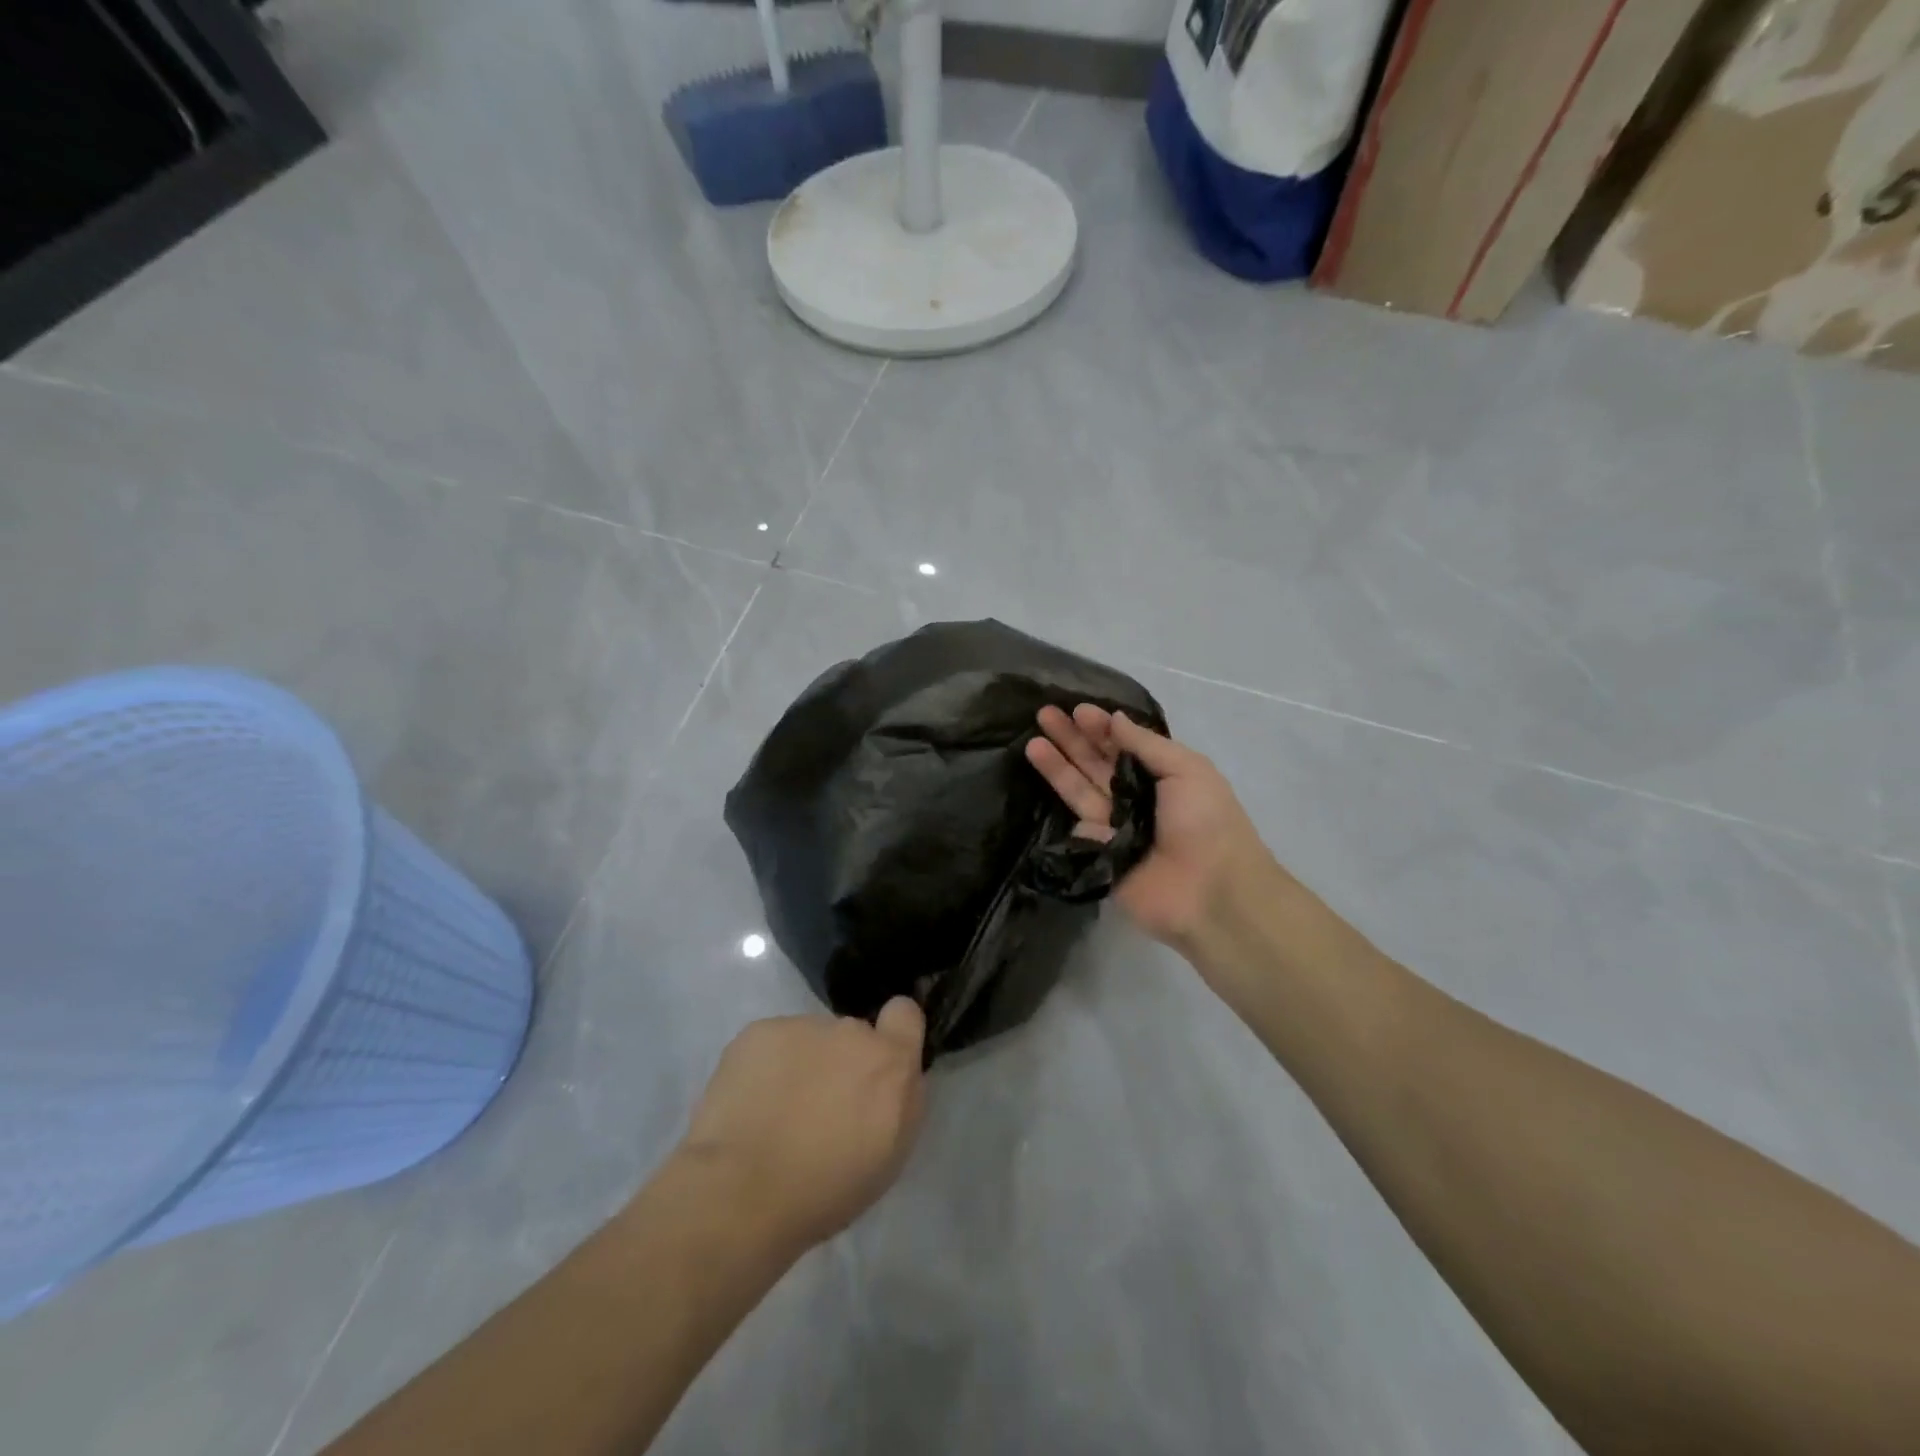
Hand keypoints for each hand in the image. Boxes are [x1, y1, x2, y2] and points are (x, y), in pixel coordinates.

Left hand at [678, 1000, 926, 1254]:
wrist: (742, 1192)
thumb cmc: (825, 1189)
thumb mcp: (890, 1156)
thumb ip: (899, 1100)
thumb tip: (891, 1077)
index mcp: (890, 1062)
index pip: (905, 1014)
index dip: (893, 1033)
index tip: (877, 1065)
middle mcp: (851, 1032)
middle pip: (852, 1035)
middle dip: (841, 1062)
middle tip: (818, 1108)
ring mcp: (802, 1026)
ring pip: (809, 1040)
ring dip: (802, 1065)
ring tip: (775, 1112)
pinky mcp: (757, 1032)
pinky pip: (772, 1043)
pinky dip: (765, 1067)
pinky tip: (749, 1104)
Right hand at [1025, 705, 1275, 950]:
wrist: (1211, 892)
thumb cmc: (1207, 821)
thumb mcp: (1187, 769)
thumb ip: (1146, 744)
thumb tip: (1114, 719)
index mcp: (1161, 775)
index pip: (1122, 745)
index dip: (1100, 727)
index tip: (1077, 710)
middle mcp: (1135, 798)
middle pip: (1096, 764)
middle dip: (1071, 739)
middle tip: (1043, 715)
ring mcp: (1115, 828)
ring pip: (1080, 792)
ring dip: (1057, 767)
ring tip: (1032, 743)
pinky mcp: (1099, 856)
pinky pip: (1080, 830)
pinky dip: (1071, 813)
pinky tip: (1059, 803)